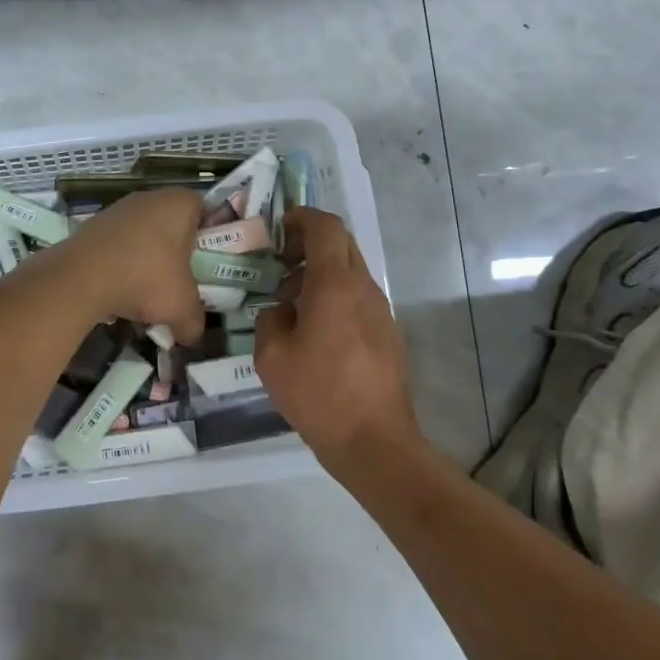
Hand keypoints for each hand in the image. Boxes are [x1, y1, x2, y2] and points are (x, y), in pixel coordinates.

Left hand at [61, 188, 206, 343]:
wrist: (82, 277)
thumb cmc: (146, 278)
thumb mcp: (182, 308)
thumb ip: (194, 322)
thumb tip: (193, 337)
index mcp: (180, 203)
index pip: (205, 211)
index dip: (209, 237)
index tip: (206, 264)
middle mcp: (150, 197)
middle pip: (172, 224)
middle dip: (175, 253)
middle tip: (179, 281)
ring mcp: (118, 208)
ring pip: (143, 234)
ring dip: (146, 260)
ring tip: (146, 293)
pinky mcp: (92, 224)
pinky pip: (117, 244)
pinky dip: (121, 264)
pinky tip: (118, 291)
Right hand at [256, 207, 421, 475]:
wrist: (375, 442)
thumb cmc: (318, 394)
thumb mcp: (271, 356)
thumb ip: (270, 319)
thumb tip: (282, 310)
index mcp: (335, 284)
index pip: (326, 227)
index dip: (301, 218)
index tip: (278, 230)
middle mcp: (364, 288)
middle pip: (341, 244)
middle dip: (309, 244)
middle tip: (280, 263)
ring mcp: (382, 311)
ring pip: (351, 272)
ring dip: (321, 273)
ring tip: (291, 304)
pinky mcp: (388, 334)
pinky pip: (358, 298)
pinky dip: (335, 297)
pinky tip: (315, 331)